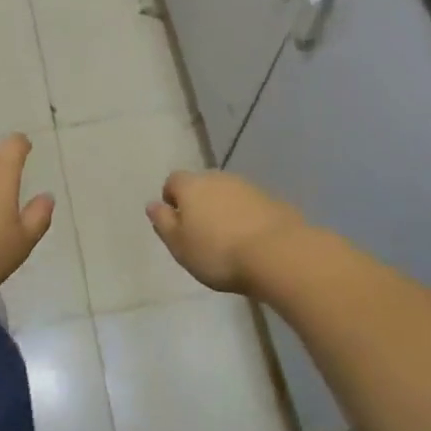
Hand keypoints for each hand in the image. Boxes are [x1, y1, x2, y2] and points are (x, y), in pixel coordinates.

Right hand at [146, 169, 307, 293]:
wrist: (277, 253)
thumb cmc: (219, 253)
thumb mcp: (180, 246)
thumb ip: (163, 223)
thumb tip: (152, 204)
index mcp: (191, 186)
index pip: (173, 181)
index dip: (171, 199)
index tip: (176, 223)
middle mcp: (218, 177)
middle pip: (201, 185)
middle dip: (199, 204)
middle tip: (201, 233)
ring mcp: (247, 186)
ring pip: (227, 194)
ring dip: (224, 210)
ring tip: (228, 240)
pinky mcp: (271, 199)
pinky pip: (250, 205)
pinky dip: (246, 217)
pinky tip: (251, 241)